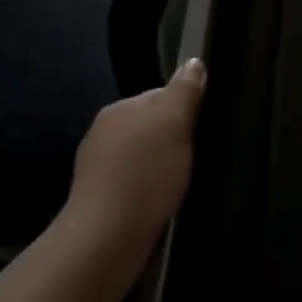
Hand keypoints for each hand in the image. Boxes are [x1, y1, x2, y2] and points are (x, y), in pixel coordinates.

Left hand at [62, 58, 204, 271]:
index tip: (203, 127)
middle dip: (173, 138)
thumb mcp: (173, 123)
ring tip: (184, 180)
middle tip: (199, 154)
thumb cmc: (144, 173)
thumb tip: (194, 62)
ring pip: (143, 156)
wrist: (106, 240)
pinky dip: (151, 188)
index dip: (185, 108)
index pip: (159, 95)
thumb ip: (184, 91)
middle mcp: (102, 134)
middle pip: (151, 126)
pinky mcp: (101, 202)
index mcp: (118, 109)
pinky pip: (135, 183)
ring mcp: (97, 169)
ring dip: (162, 165)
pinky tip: (165, 201)